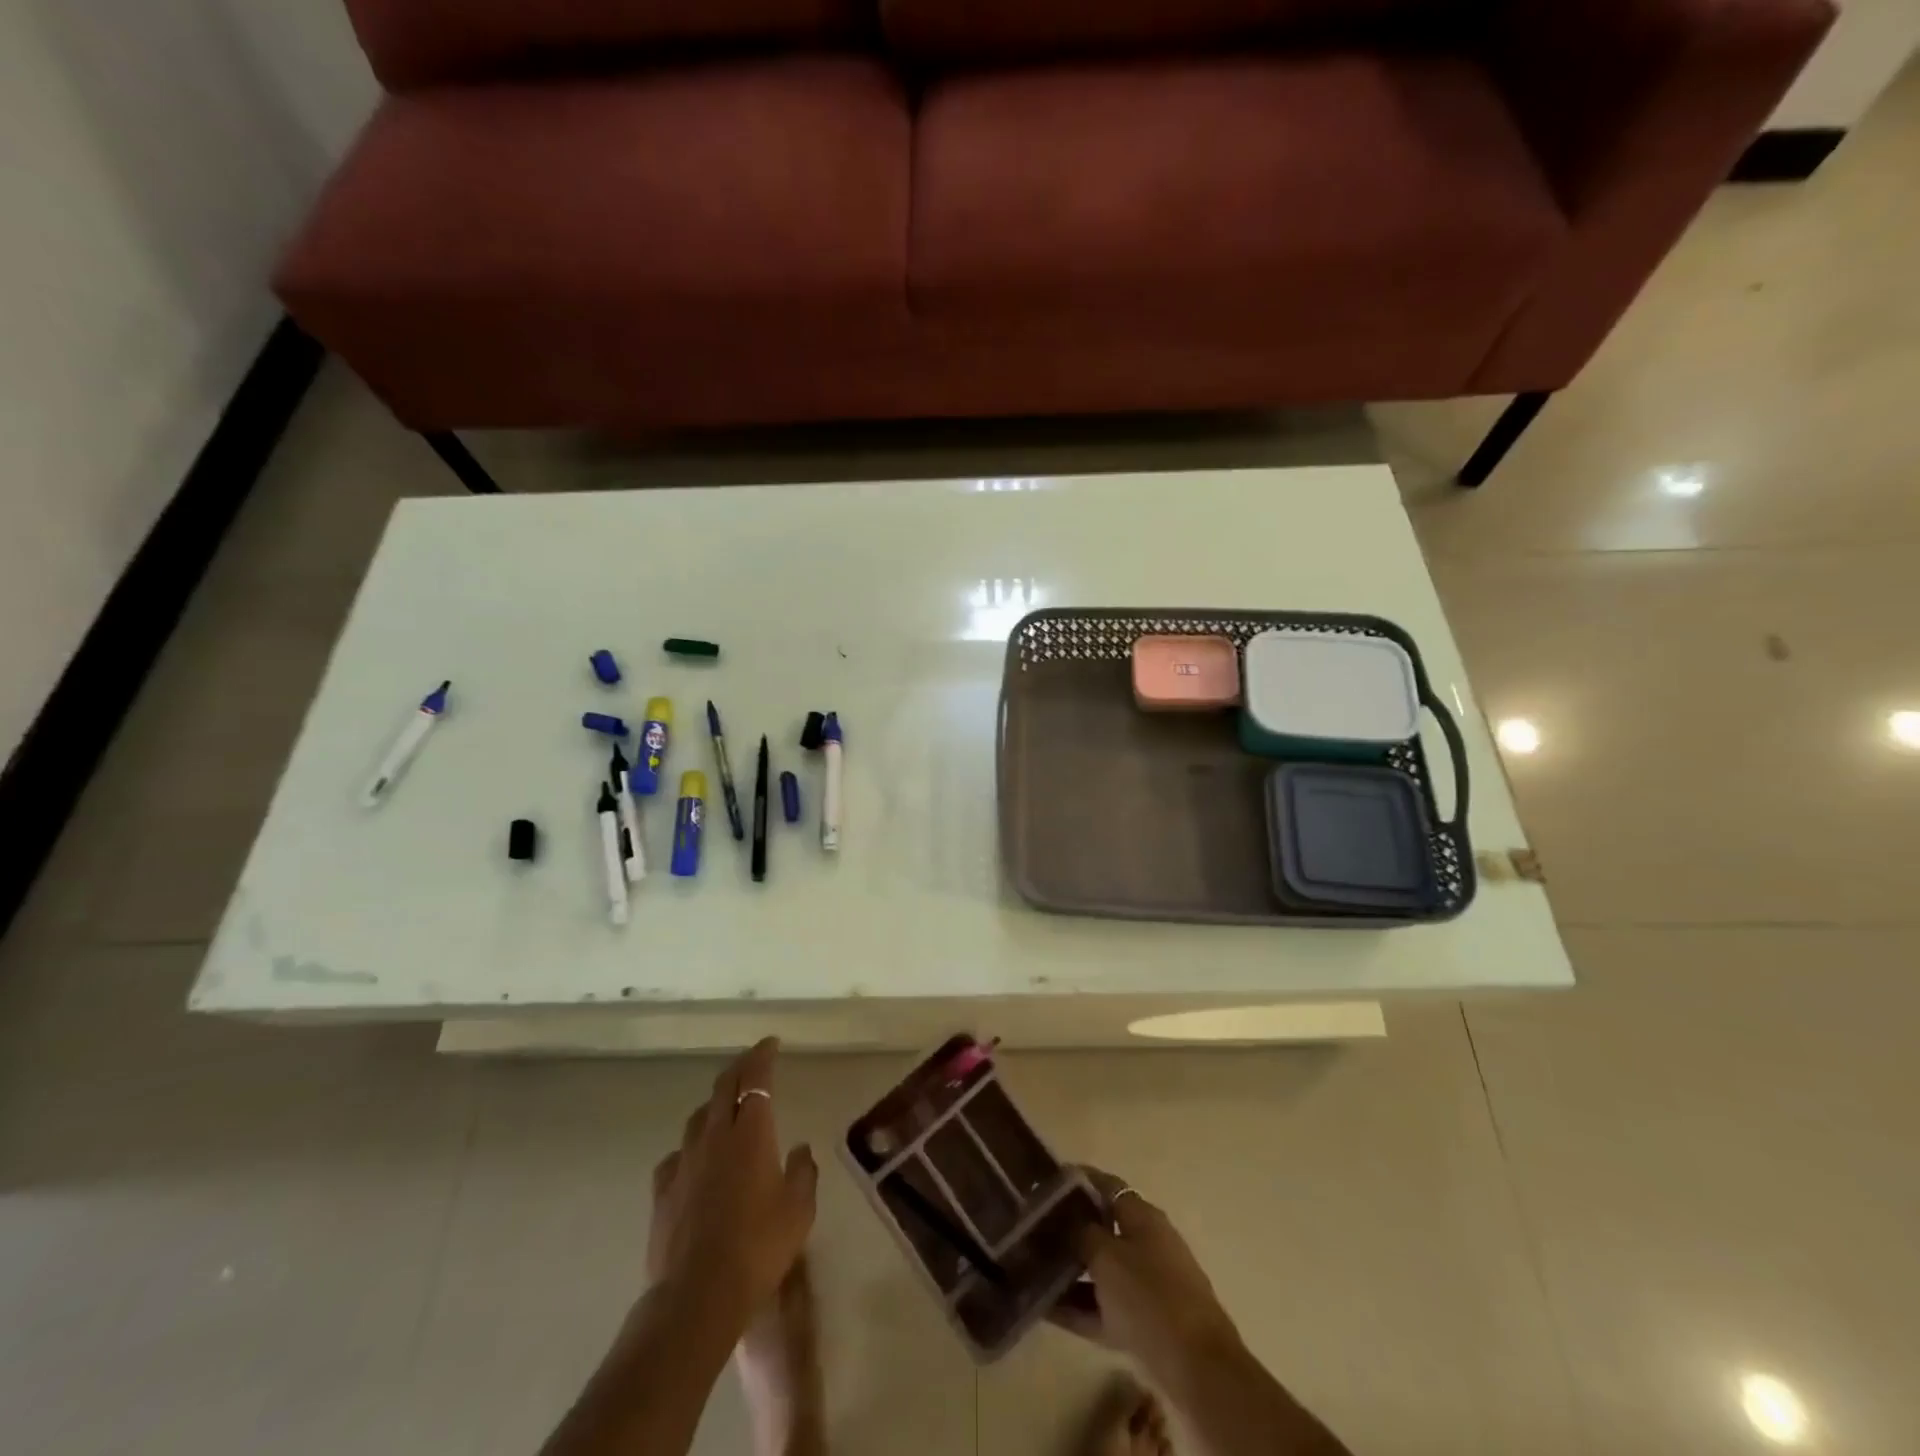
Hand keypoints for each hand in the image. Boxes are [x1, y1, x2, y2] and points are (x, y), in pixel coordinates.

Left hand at [646, 1038, 817, 1331]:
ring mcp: (684, 1162)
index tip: (771, 1043)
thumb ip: (803, 1172)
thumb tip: (799, 1148)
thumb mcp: (799, 1209)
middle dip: (739, 1068)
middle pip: (723, 1087)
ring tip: (726, 1109)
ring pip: (698, 1117)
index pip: (756, 1078)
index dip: (763, 1055)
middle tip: (752, 1063)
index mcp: (751, 1132)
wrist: (698, 1294)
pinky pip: (677, 1155)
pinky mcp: (662, 1191)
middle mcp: (715, 1136)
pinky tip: (696, 1160)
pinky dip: (691, 1147)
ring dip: (715, 1104)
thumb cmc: (759, 1246)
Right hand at [1050, 1167, 1244, 1383]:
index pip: (1107, 1187)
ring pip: (1102, 1271)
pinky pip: (1104, 1308)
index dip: (1079, 1181)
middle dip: (1070, 1230)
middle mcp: (1148, 1245)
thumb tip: (1069, 1221)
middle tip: (1034, 1230)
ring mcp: (1148, 1286)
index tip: (1047, 1183)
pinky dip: (1079, 1308)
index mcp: (1144, 1217)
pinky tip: (1045, 1310)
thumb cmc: (1149, 1296)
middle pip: (1104, 1229)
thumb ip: (1083, 1233)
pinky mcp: (1145, 1324)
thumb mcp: (1107, 1256)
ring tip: (1033, 1270)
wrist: (1197, 1369)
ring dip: (1071, 1272)